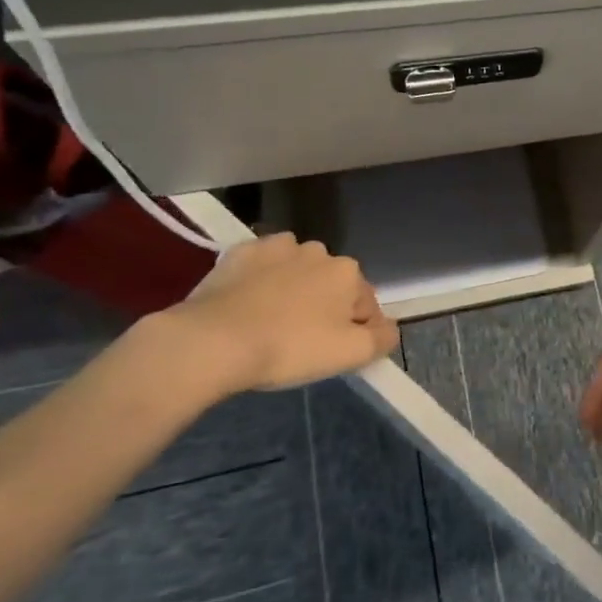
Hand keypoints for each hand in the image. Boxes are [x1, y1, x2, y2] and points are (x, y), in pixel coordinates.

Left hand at [167, 234, 397, 392]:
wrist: (212, 341)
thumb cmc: (290, 348)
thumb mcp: (350, 354)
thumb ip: (382, 338)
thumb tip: (389, 328)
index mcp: (348, 273)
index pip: (366, 305)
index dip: (356, 331)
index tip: (334, 353)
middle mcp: (318, 251)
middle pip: (332, 284)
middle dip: (325, 306)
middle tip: (302, 340)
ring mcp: (277, 247)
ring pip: (297, 272)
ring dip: (294, 289)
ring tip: (272, 322)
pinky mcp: (240, 253)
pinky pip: (262, 267)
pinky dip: (261, 280)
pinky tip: (248, 305)